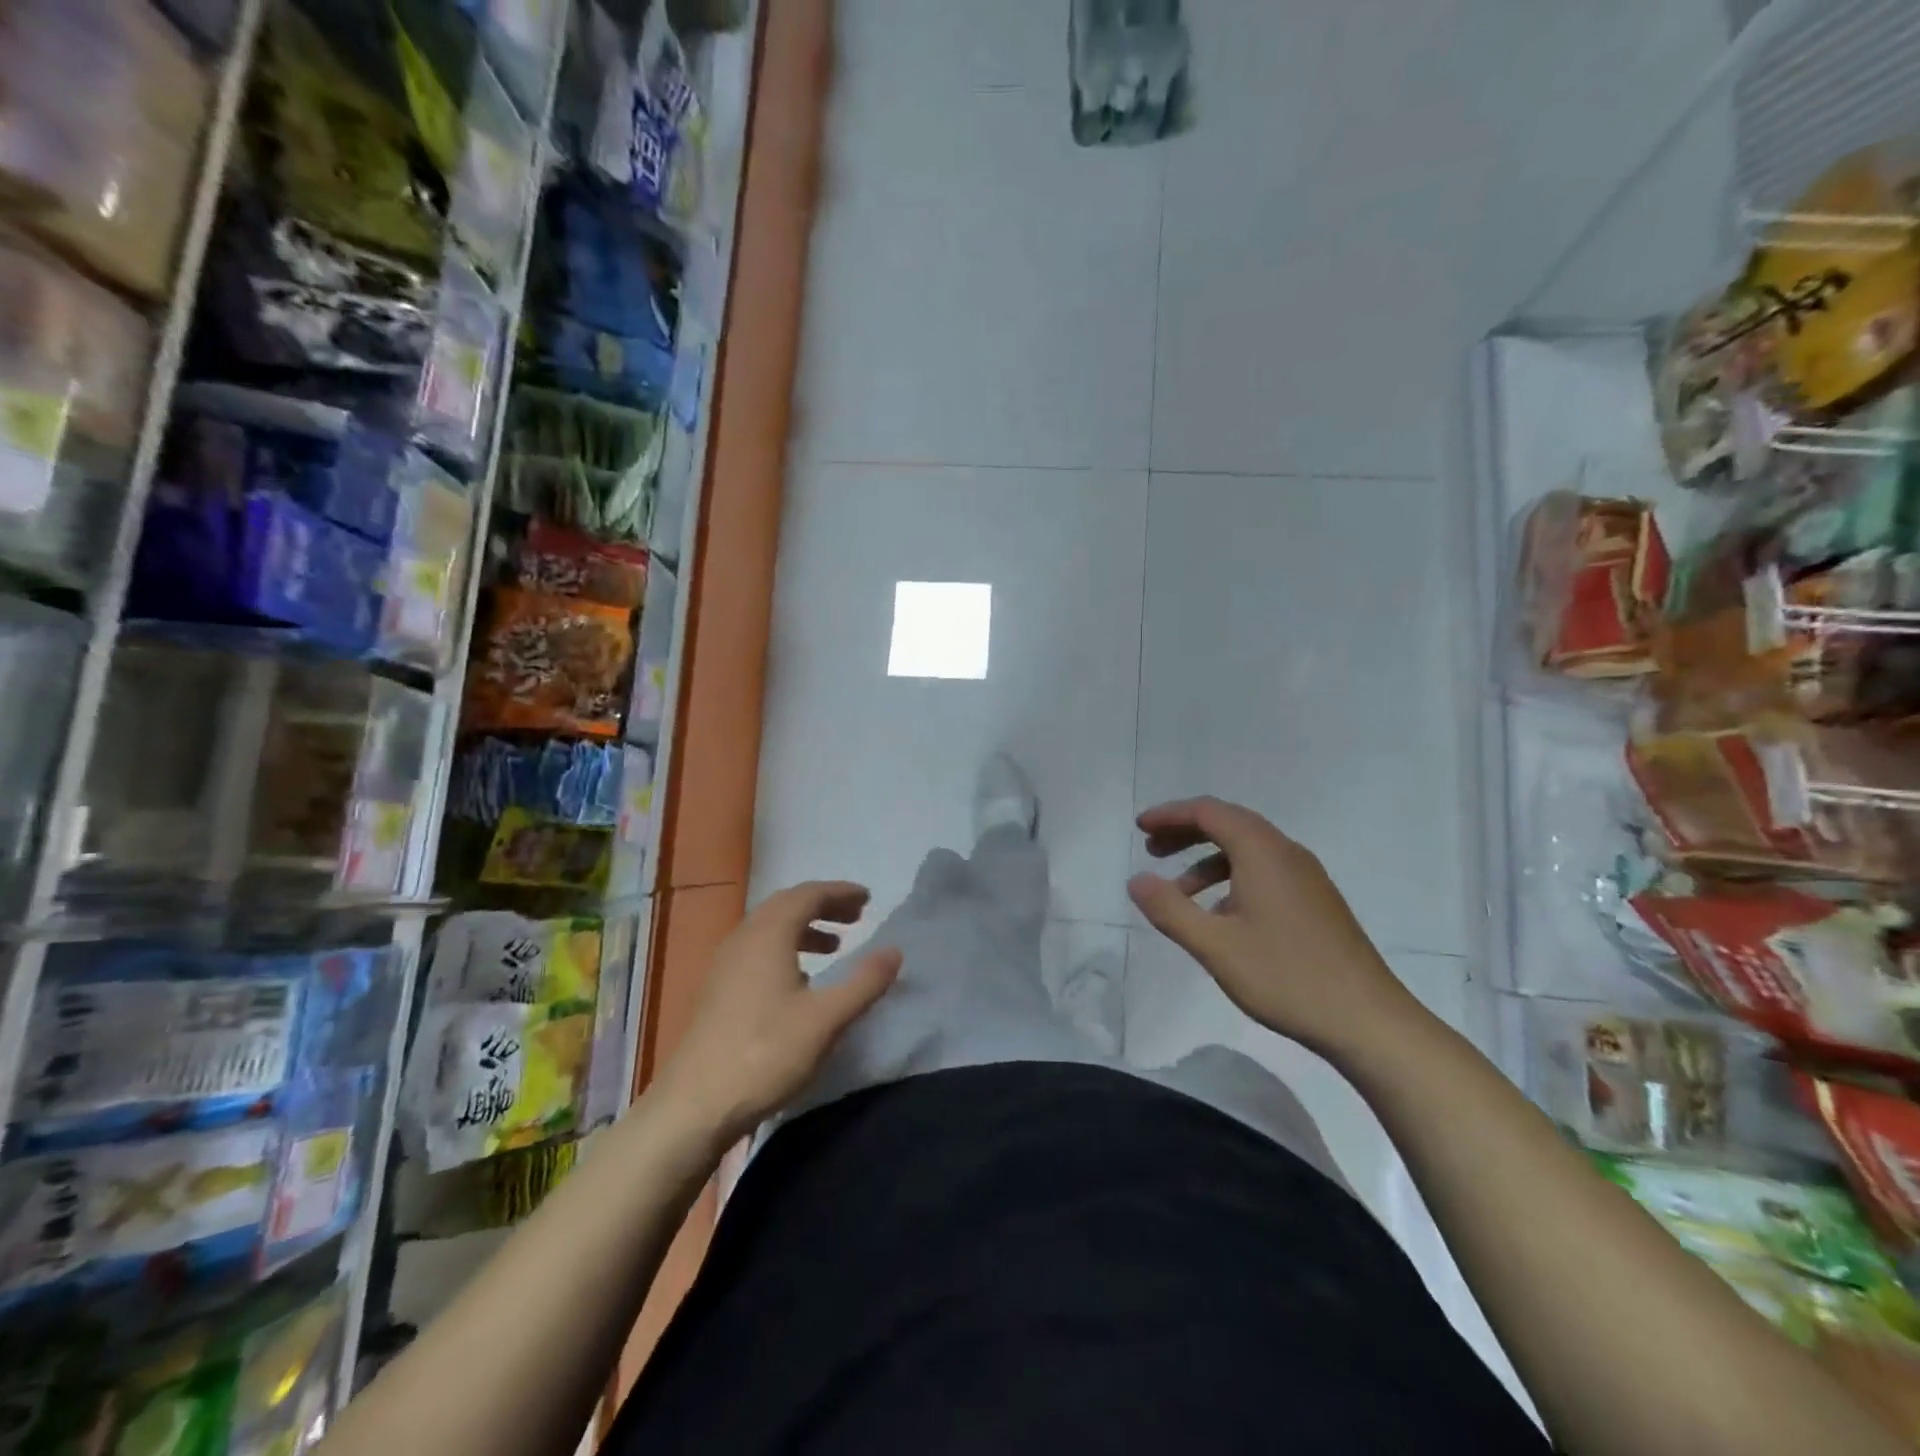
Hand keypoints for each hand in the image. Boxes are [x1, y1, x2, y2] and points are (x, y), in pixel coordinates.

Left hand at [654, 882, 901, 1146]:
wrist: (693, 1106)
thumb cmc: (765, 1054)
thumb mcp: (826, 1020)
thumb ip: (864, 982)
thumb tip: (895, 951)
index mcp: (768, 935)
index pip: (808, 895)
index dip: (840, 893)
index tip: (867, 899)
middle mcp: (743, 938)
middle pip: (786, 905)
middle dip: (823, 906)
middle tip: (855, 917)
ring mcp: (725, 964)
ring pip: (769, 928)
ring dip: (803, 928)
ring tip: (834, 946)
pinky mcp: (717, 989)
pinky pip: (757, 949)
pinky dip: (785, 948)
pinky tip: (799, 980)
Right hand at [1127, 797, 1418, 1057]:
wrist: (1368, 1020)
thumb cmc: (1286, 977)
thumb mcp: (1215, 946)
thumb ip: (1170, 910)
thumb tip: (1136, 880)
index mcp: (1263, 853)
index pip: (1209, 812)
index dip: (1170, 815)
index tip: (1139, 828)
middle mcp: (1286, 853)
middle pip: (1229, 823)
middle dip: (1186, 832)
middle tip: (1151, 850)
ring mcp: (1307, 877)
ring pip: (1248, 849)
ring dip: (1207, 859)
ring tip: (1178, 892)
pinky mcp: (1316, 901)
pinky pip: (1265, 871)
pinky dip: (1232, 877)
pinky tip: (1221, 915)